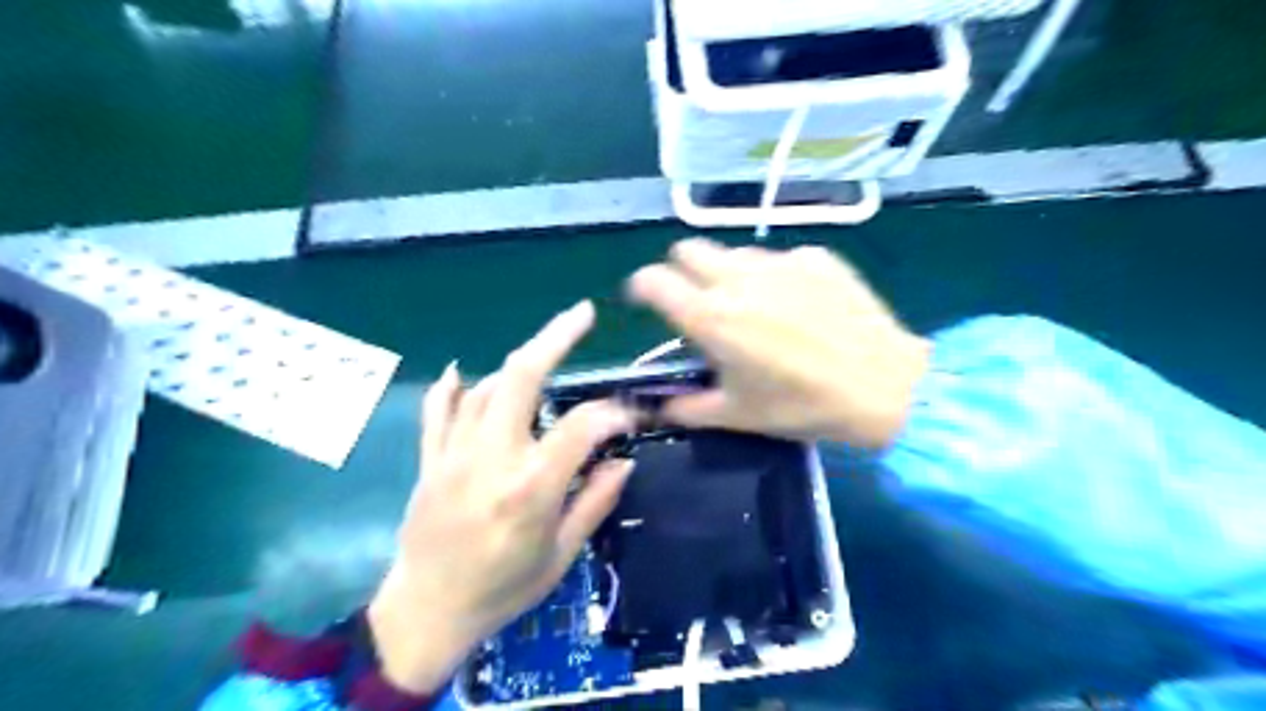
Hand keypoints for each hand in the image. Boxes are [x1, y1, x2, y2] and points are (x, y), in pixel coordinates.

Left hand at [367, 300, 644, 693]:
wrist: (427, 612)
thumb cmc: (503, 588)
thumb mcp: (561, 554)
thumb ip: (595, 501)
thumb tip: (624, 459)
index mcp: (531, 486)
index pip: (581, 426)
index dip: (613, 413)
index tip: (629, 415)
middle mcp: (492, 458)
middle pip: (521, 377)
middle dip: (555, 338)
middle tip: (582, 315)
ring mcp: (454, 454)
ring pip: (485, 387)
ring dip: (517, 365)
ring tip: (543, 358)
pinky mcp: (430, 460)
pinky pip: (437, 412)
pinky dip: (451, 387)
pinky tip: (463, 371)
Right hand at [630, 239, 927, 448]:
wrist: (885, 386)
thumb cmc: (801, 405)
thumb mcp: (737, 416)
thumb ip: (687, 408)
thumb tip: (659, 405)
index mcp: (710, 316)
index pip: (652, 281)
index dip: (641, 287)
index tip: (645, 300)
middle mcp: (737, 278)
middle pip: (688, 250)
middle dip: (681, 270)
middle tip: (697, 301)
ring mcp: (779, 261)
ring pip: (734, 253)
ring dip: (729, 274)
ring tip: (754, 307)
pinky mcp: (816, 256)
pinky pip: (780, 259)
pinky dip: (776, 277)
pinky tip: (800, 306)